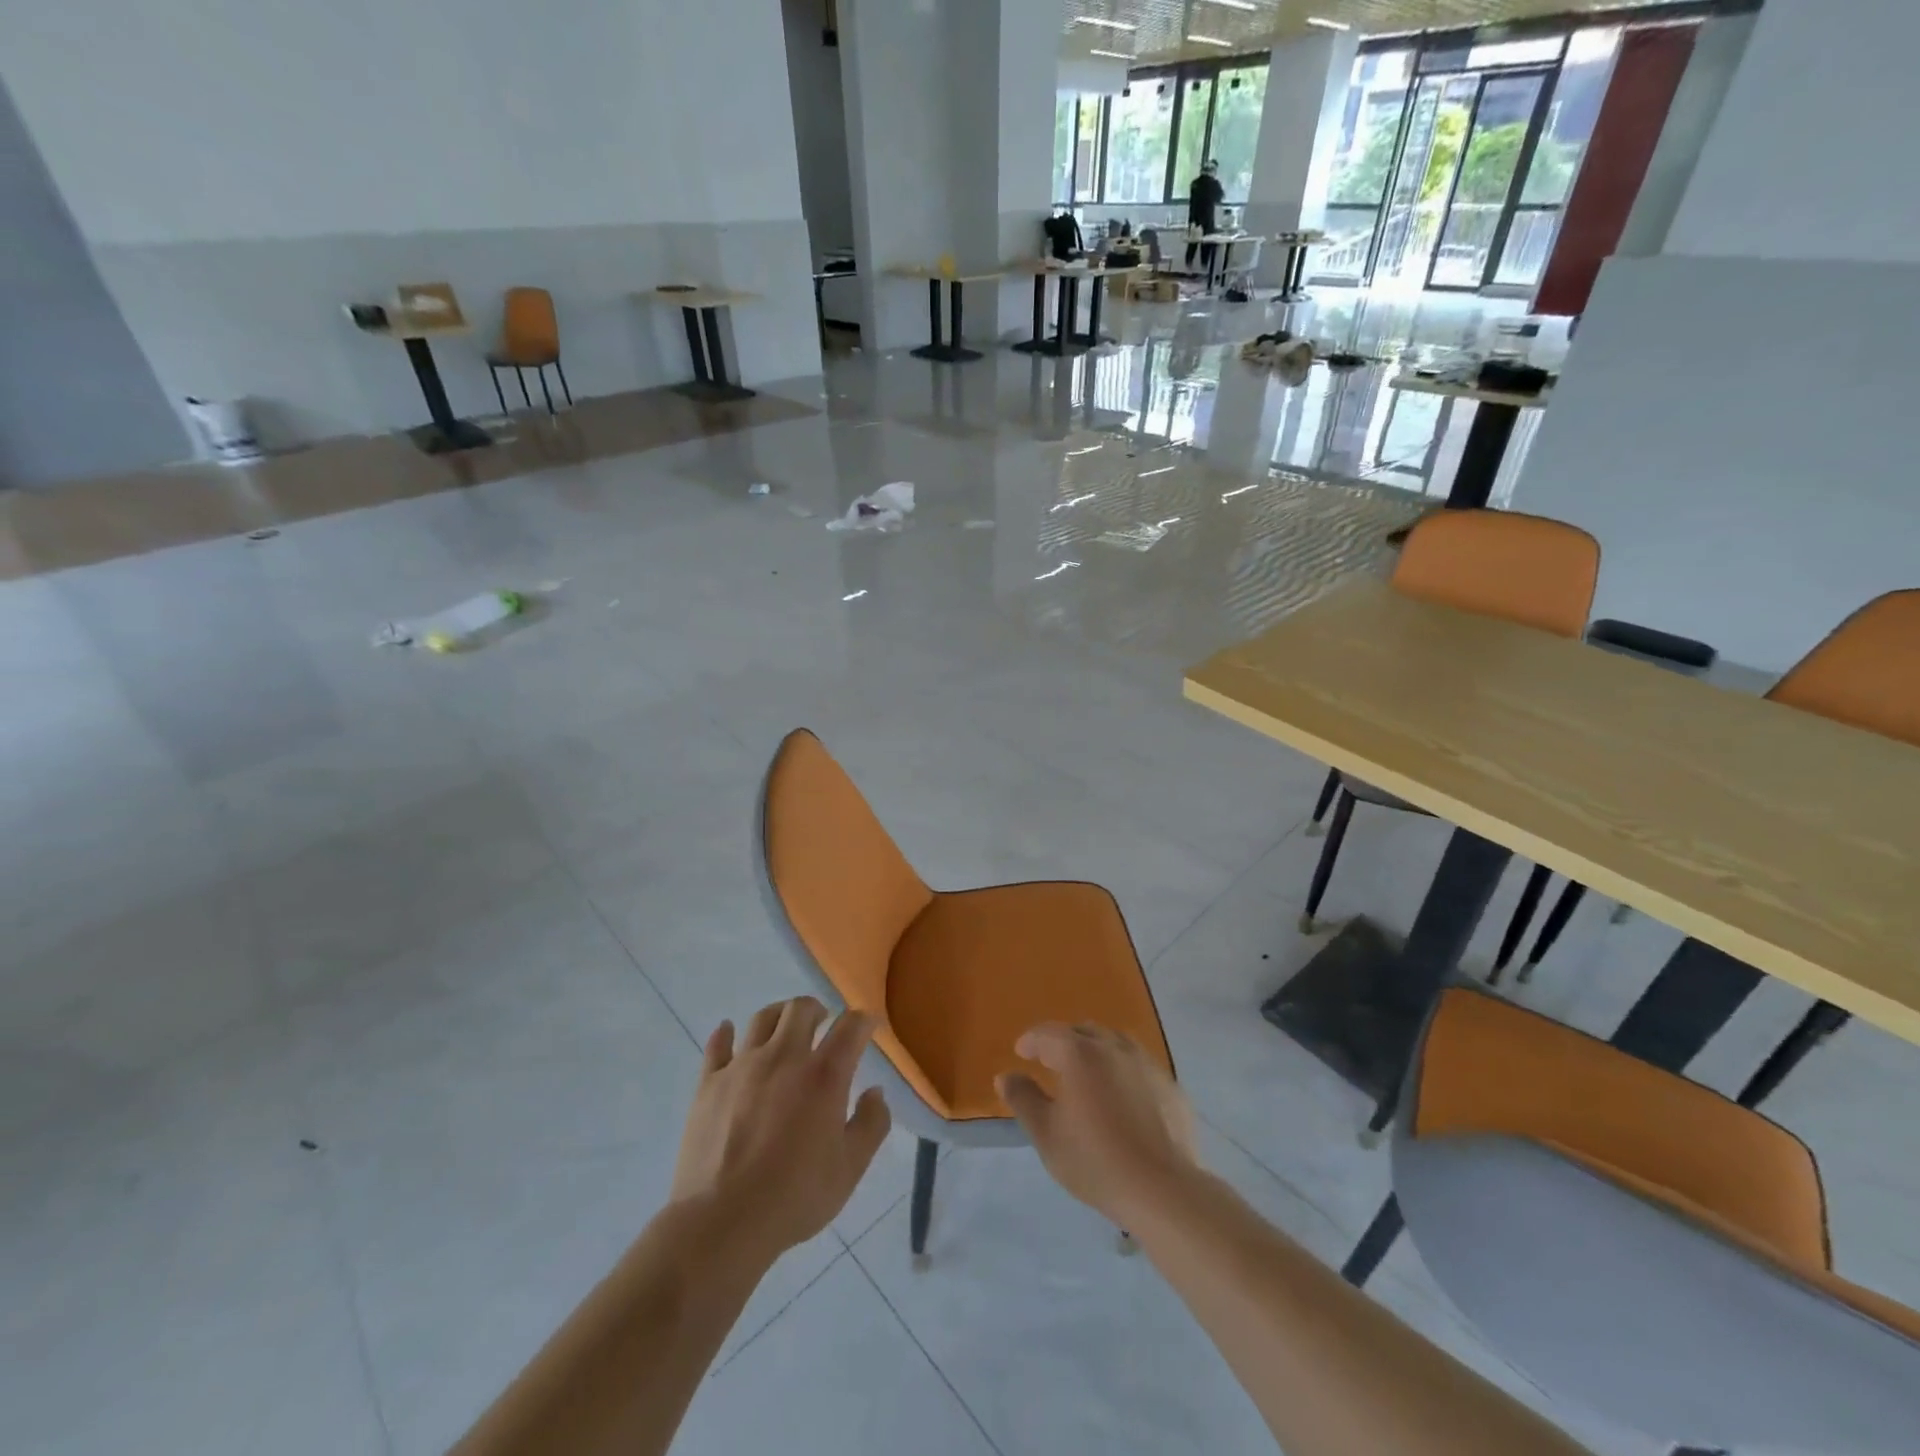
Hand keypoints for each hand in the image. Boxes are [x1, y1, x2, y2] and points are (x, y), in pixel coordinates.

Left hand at [671, 997, 890, 1261]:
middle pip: (801, 1009)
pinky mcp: (709, 1083)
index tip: (867, 1026)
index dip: (863, 1020)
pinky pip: (718, 1044)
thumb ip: (871, 1124)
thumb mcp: (850, 1169)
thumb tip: (875, 1092)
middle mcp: (784, 1057)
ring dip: (779, 1015)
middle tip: (822, 1023)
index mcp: (824, 1075)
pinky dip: (726, 1033)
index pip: (850, 1027)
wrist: (722, 1221)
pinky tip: (729, 1032)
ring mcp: (742, 1066)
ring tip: (783, 1028)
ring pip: (763, 1018)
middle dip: (817, 1009)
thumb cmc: (794, 1197)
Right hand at [995, 1024, 1197, 1227]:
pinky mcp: (1169, 1084)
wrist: (1163, 1189)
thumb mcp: (1046, 1135)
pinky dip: (1123, 1070)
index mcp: (1080, 1053)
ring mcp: (1146, 1063)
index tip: (1021, 1052)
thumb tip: (1006, 1075)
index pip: (1048, 1033)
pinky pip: (1139, 1064)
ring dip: (1096, 1050)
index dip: (1031, 1041)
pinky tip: (1123, 1096)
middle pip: (1083, 1031)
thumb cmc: (1096, 1161)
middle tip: (1052, 1062)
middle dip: (1064, 1041)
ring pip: (1114, 1042)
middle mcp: (1114, 1047)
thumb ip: (1023, 1099)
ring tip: (1088, 1073)